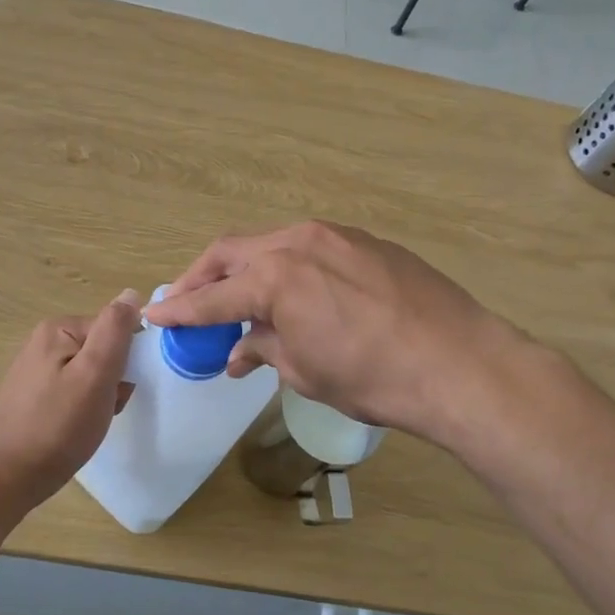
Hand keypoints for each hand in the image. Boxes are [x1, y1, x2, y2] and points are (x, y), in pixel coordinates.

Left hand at [0, 290, 143, 514]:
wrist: (10, 477)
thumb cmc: (58, 426)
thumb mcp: (95, 375)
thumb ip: (115, 331)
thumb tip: (130, 292)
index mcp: (57, 328)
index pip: (113, 329)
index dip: (126, 360)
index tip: (121, 388)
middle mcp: (43, 341)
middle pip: (101, 350)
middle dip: (113, 379)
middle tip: (105, 408)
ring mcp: (36, 369)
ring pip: (89, 373)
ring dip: (101, 396)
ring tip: (90, 421)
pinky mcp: (33, 395)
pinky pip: (72, 390)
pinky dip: (83, 407)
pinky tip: (77, 428)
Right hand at [144, 222, 527, 445]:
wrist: (460, 363)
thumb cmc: (373, 378)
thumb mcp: (305, 371)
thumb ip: (265, 349)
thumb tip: (242, 349)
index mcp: (276, 276)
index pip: (212, 297)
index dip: (179, 311)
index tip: (154, 316)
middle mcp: (299, 242)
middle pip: (232, 252)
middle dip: (203, 277)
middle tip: (185, 301)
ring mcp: (337, 236)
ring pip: (272, 244)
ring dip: (247, 270)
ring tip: (240, 300)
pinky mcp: (368, 242)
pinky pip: (311, 249)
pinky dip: (288, 269)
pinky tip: (295, 294)